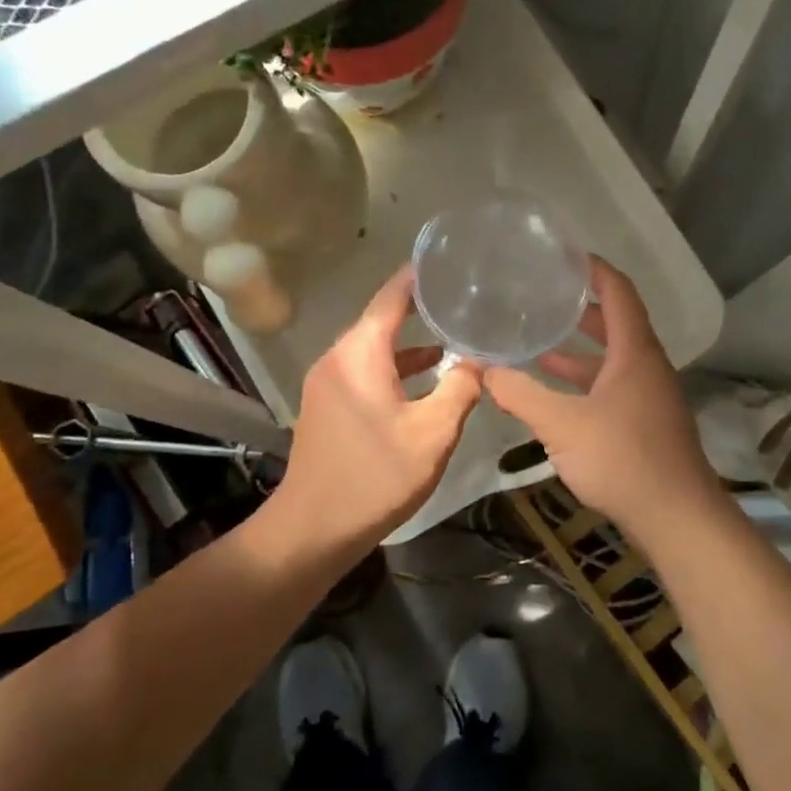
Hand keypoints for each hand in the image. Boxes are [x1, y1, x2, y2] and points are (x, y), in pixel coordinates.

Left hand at [275, 265, 482, 547]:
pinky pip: (365, 371)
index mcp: (360, 354)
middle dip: (420, 308)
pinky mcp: (327, 406)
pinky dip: (395, 368)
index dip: (417, 276)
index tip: (446, 260)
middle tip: (461, 299)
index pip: (390, 297)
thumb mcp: (433, 433)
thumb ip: (460, 389)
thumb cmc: (375, 477)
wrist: (312, 530)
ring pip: (374, 349)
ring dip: (410, 344)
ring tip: (453, 336)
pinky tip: (425, 380)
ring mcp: (328, 383)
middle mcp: (338, 358)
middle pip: (381, 320)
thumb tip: (477, 361)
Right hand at [483, 259, 724, 532]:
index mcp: (635, 352)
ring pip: (612, 359)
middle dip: (581, 308)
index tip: (564, 256)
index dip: (594, 269)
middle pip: (616, 323)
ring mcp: (649, 396)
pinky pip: (612, 386)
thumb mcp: (561, 424)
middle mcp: (646, 366)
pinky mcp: (645, 422)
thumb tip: (484, 370)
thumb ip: (521, 394)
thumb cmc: (622, 458)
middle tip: (544, 296)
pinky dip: (584, 381)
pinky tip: (555, 394)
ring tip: (538, 341)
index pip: (618, 292)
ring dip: (579, 350)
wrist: (676, 517)